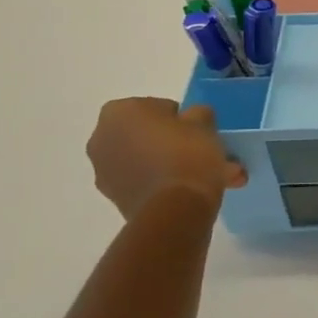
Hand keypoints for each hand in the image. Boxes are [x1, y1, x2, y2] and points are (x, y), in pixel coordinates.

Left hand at [87, 98, 246, 220]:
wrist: (175, 209)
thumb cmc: (188, 153)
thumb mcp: (204, 122)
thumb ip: (197, 114)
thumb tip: (193, 119)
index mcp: (118, 112)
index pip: (158, 107)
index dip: (183, 118)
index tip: (200, 131)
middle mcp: (102, 139)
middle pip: (150, 136)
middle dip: (179, 144)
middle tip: (208, 153)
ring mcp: (105, 172)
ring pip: (150, 162)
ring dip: (177, 166)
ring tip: (215, 177)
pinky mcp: (116, 199)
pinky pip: (146, 183)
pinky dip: (167, 184)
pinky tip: (198, 191)